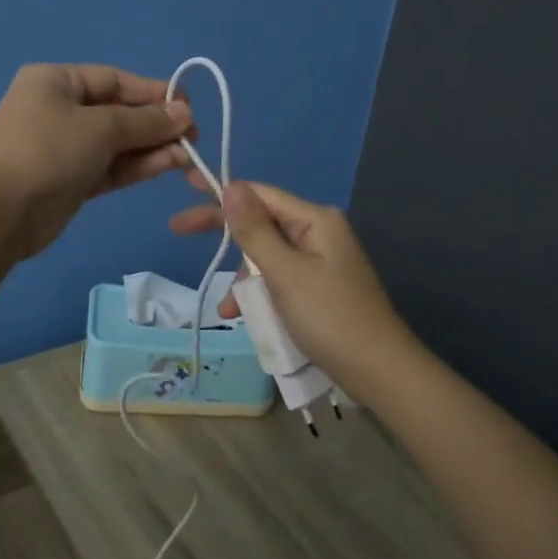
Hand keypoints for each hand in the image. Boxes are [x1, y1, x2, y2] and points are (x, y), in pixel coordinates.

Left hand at [0, 64, 191, 258]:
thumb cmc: (47, 150)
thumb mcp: (100, 127)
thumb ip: (145, 121)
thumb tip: (185, 113)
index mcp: (57, 82)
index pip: (114, 80)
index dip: (153, 92)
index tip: (188, 107)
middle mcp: (60, 110)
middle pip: (118, 112)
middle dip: (156, 124)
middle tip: (193, 136)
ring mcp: (65, 148)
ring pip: (117, 143)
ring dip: (152, 147)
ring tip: (188, 155)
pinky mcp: (71, 181)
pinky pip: (111, 167)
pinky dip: (137, 166)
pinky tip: (169, 165)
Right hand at [169, 178, 417, 390]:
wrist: (379, 371)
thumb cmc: (330, 317)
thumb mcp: (285, 273)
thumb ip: (254, 231)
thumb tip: (231, 186)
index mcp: (315, 220)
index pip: (260, 194)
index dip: (222, 191)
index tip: (185, 187)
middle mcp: (319, 233)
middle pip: (261, 223)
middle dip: (224, 233)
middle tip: (178, 230)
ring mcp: (321, 262)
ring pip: (267, 256)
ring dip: (243, 278)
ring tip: (228, 310)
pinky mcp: (319, 288)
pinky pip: (279, 280)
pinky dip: (260, 294)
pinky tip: (246, 316)